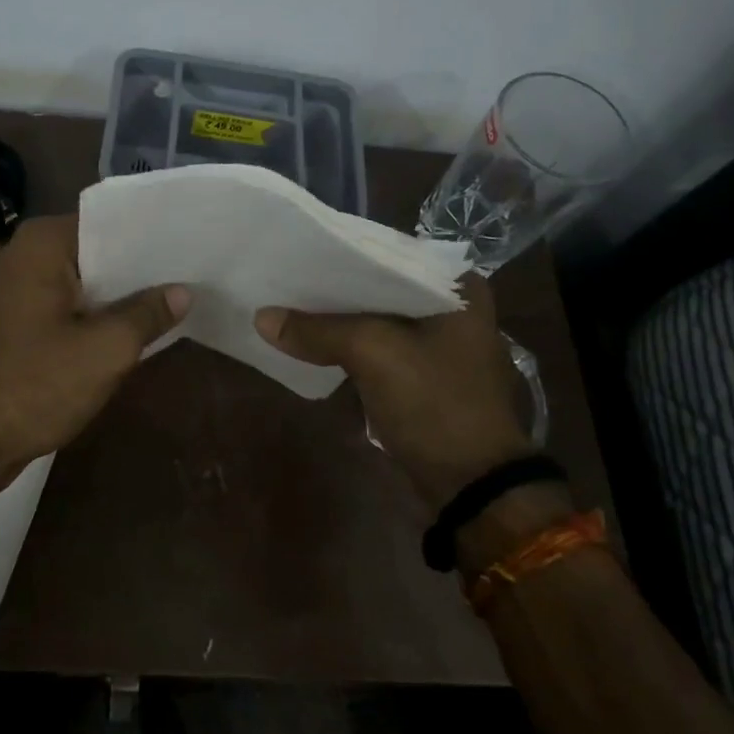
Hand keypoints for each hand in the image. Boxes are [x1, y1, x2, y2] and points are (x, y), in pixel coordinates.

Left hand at [0, 215, 188, 478]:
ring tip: (176, 300)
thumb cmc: (35, 385)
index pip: (109, 223)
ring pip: (84, 284)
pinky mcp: (16, 324)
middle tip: (193, 275)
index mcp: (42, 244)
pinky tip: (135, 332)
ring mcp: (16, 291)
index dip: (151, 236)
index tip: (191, 244)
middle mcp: (24, 256)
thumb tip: (182, 291)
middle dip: (140, 269)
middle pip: (97, 253)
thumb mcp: (106, 350)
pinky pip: (68, 309)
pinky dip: (96, 318)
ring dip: (120, 298)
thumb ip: (148, 314)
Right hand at [254, 278, 535, 514]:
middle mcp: (454, 307)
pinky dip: (349, 344)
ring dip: (339, 318)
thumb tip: (261, 317)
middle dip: (335, 287)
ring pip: (377, 318)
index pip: (389, 254)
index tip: (300, 250)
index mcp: (458, 288)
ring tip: (291, 302)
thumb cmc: (435, 404)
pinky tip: (313, 339)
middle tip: (287, 276)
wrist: (472, 483)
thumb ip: (317, 330)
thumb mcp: (373, 355)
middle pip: (380, 287)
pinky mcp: (425, 374)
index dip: (342, 253)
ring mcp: (440, 344)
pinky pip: (379, 347)